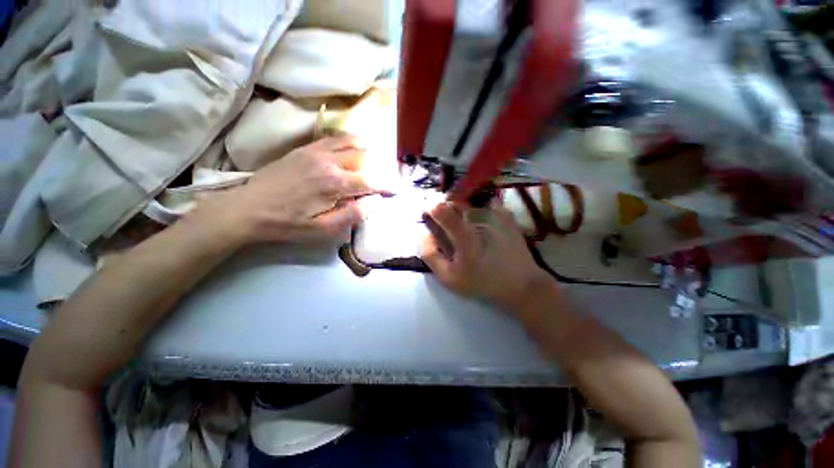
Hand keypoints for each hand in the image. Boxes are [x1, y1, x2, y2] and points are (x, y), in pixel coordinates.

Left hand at [187, 136, 373, 244]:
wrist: (247, 208)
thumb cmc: (287, 224)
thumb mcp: (322, 231)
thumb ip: (351, 216)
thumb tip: (372, 203)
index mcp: (335, 184)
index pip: (371, 181)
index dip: (387, 186)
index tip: (396, 190)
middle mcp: (329, 162)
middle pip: (365, 156)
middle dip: (379, 168)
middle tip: (382, 179)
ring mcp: (316, 151)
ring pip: (351, 141)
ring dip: (366, 151)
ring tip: (371, 163)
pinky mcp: (305, 148)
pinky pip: (334, 138)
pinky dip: (349, 142)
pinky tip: (350, 152)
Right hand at [421, 202, 552, 308]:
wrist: (520, 284)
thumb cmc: (482, 282)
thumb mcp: (449, 278)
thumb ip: (431, 256)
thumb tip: (423, 235)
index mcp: (464, 236)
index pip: (442, 210)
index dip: (431, 209)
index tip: (429, 214)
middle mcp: (479, 219)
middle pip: (455, 202)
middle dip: (446, 208)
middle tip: (446, 222)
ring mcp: (495, 215)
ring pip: (470, 203)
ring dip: (462, 208)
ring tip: (463, 223)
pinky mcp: (506, 216)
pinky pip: (487, 203)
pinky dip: (480, 207)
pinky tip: (481, 220)